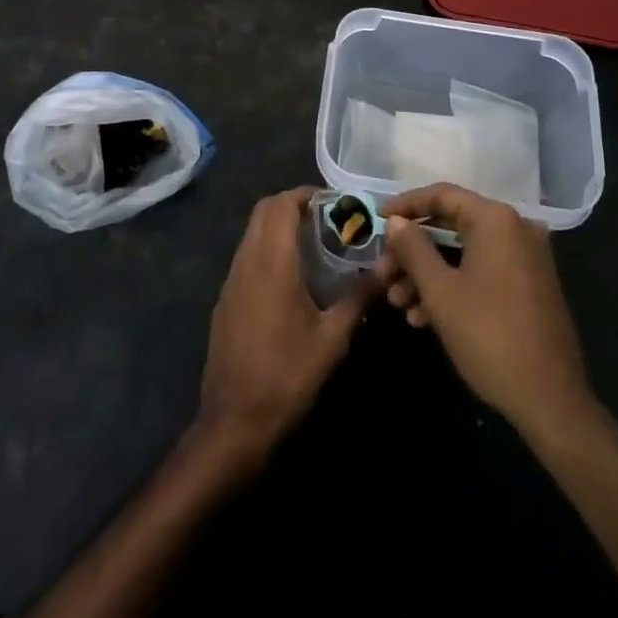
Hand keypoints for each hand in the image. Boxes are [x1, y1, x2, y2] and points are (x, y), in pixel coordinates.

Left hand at [197, 188, 373, 461]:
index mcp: (271, 262)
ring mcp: (231, 280)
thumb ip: (360, 296)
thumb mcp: (332, 338)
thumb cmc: (287, 376)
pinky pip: (247, 255)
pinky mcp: (226, 299)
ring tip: (315, 244)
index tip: (335, 203)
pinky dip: (268, 248)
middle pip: (264, 210)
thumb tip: (391, 265)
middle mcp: (246, 260)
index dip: (306, 194)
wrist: (233, 422)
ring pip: (253, 232)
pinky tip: (293, 277)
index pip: (281, 204)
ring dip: (279, 226)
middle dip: (294, 205)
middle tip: (328, 219)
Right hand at [378, 183, 595, 439]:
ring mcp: (525, 259)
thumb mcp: (440, 291)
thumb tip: (395, 221)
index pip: (441, 196)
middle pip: (451, 226)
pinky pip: (481, 272)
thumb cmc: (490, 337)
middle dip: (412, 252)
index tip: (375, 220)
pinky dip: (453, 287)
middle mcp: (515, 230)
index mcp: (496, 220)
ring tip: (396, 303)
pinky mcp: (529, 287)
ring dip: (427, 274)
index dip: (405, 205)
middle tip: (382, 273)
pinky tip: (422, 318)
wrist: (551, 403)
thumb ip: (414, 248)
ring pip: (463, 253)